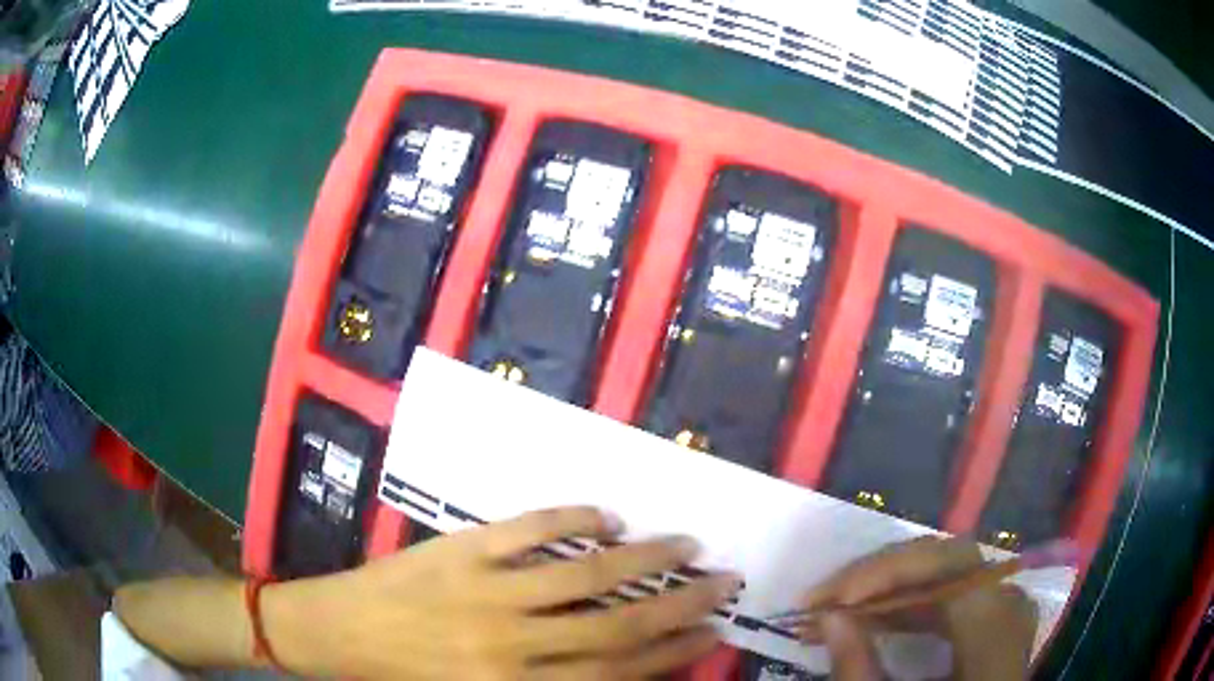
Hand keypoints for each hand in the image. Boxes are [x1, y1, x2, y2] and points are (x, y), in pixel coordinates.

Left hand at [264, 507, 739, 679]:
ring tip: (685, 543)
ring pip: (584, 577)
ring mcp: (488, 592)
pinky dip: (570, 520)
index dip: (673, 651)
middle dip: (679, 604)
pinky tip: (604, 515)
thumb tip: (615, 663)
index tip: (713, 629)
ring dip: (643, 558)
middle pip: (617, 626)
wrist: (339, 634)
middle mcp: (515, 645)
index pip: (618, 671)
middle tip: (724, 581)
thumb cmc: (409, 678)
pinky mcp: (462, 551)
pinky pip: (527, 531)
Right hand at [798, 537, 1036, 680]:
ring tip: (841, 605)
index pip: (953, 567)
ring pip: (949, 573)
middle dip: (884, 574)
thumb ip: (860, 671)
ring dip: (892, 585)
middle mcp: (1012, 609)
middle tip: (826, 597)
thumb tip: (828, 616)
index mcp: (999, 634)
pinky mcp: (996, 618)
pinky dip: (913, 600)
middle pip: (950, 562)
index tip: (833, 598)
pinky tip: (879, 614)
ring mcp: (1008, 610)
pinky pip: (954, 593)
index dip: (893, 571)